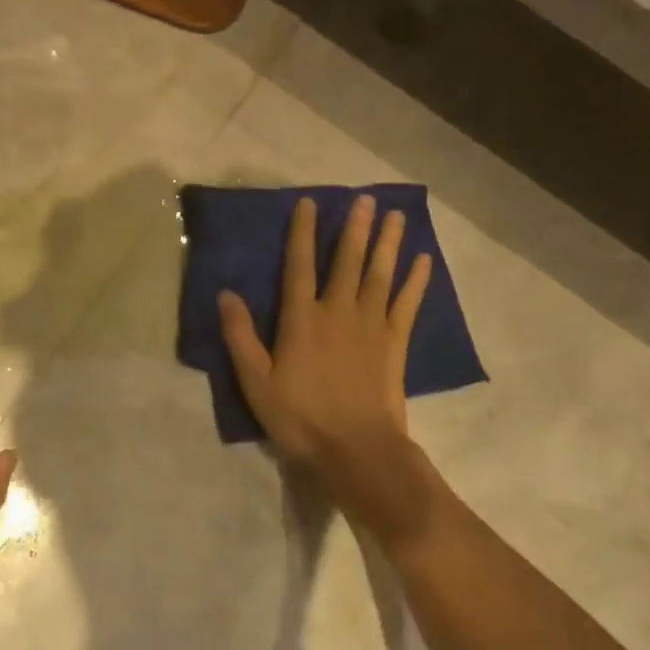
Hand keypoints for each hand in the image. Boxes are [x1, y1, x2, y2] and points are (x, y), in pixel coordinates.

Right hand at [218, 194, 445, 551]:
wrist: (356, 450)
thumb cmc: (300, 417)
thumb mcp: (256, 382)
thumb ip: (240, 336)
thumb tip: (226, 294)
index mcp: (302, 319)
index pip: (299, 265)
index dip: (302, 232)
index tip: (309, 203)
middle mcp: (338, 311)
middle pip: (347, 261)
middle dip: (355, 228)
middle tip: (366, 199)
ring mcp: (371, 325)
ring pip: (380, 274)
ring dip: (388, 243)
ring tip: (397, 216)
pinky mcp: (394, 343)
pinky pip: (407, 304)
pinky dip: (416, 282)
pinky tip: (423, 261)